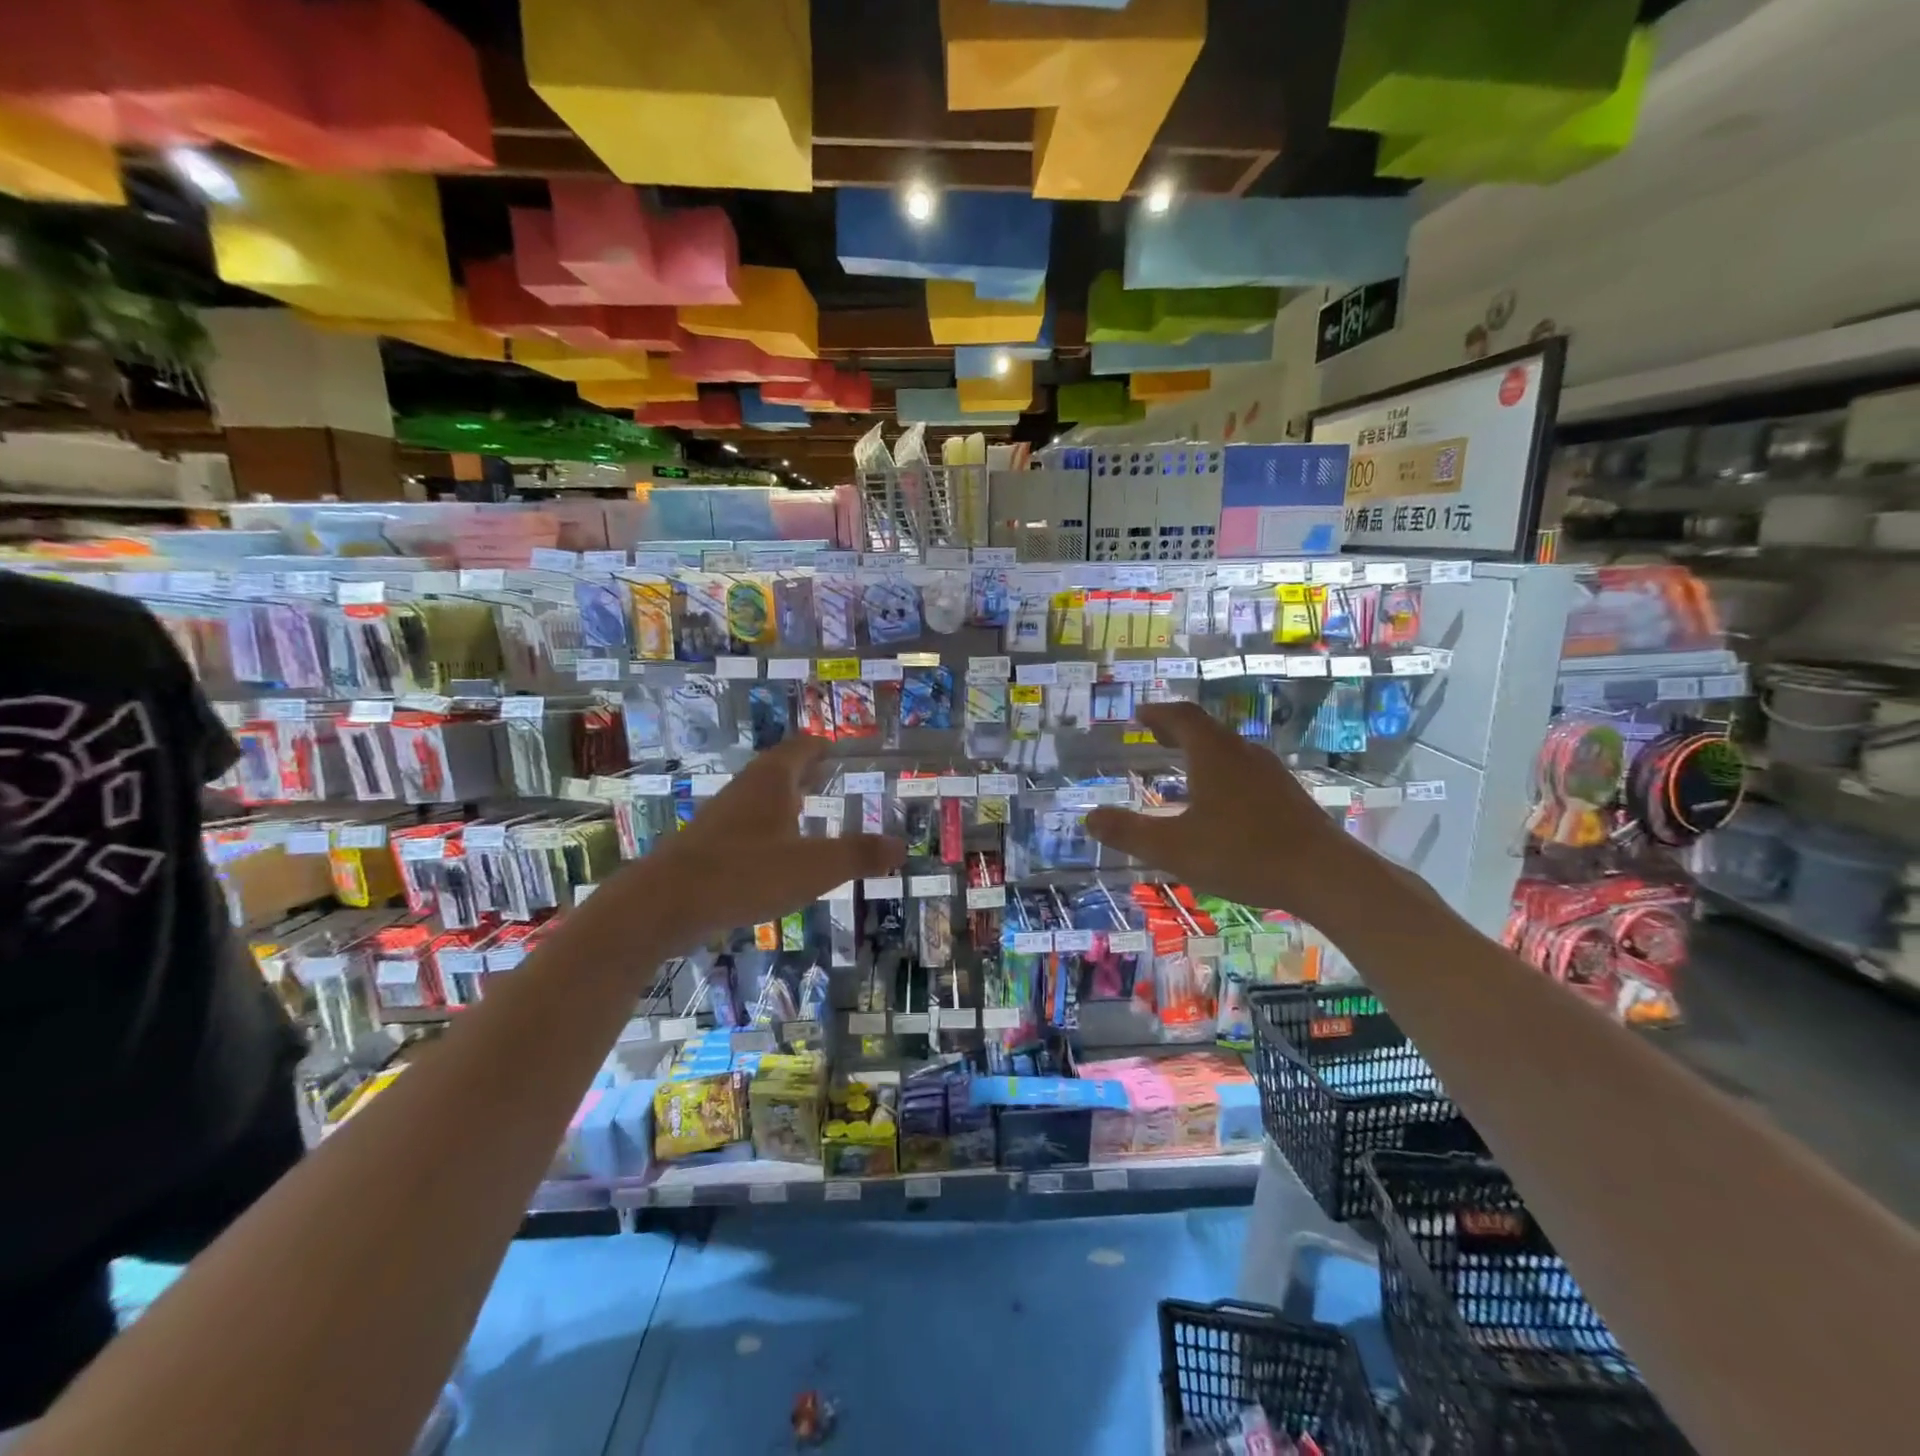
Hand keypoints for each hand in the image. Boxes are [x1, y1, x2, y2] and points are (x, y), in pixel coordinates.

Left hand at [630, 737, 904, 946]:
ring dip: (786, 799)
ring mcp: (722, 817)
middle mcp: (746, 790)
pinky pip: (747, 825)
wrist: (664, 904)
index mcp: (772, 781)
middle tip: (831, 776)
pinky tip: (776, 852)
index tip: (838, 749)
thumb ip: (860, 855)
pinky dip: (768, 827)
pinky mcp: (707, 846)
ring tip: (809, 810)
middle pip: (780, 769)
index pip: (802, 748)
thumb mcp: (815, 866)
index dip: (822, 747)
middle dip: (807, 771)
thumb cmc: (745, 873)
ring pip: (761, 797)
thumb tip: (901, 846)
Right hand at [1085, 702, 1366, 917]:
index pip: (1182, 718)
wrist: (1323, 874)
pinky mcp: (1288, 795)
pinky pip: (1247, 769)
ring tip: (1185, 764)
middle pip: (1207, 729)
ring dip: (1203, 749)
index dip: (1159, 713)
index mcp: (1213, 756)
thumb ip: (1129, 833)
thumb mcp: (1174, 848)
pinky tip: (1223, 799)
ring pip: (1230, 749)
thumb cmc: (1242, 854)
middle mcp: (1243, 754)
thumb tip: (1090, 819)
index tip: (1141, 713)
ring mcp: (1271, 773)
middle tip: (1156, 734)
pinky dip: (1223, 770)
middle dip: (1178, 729)